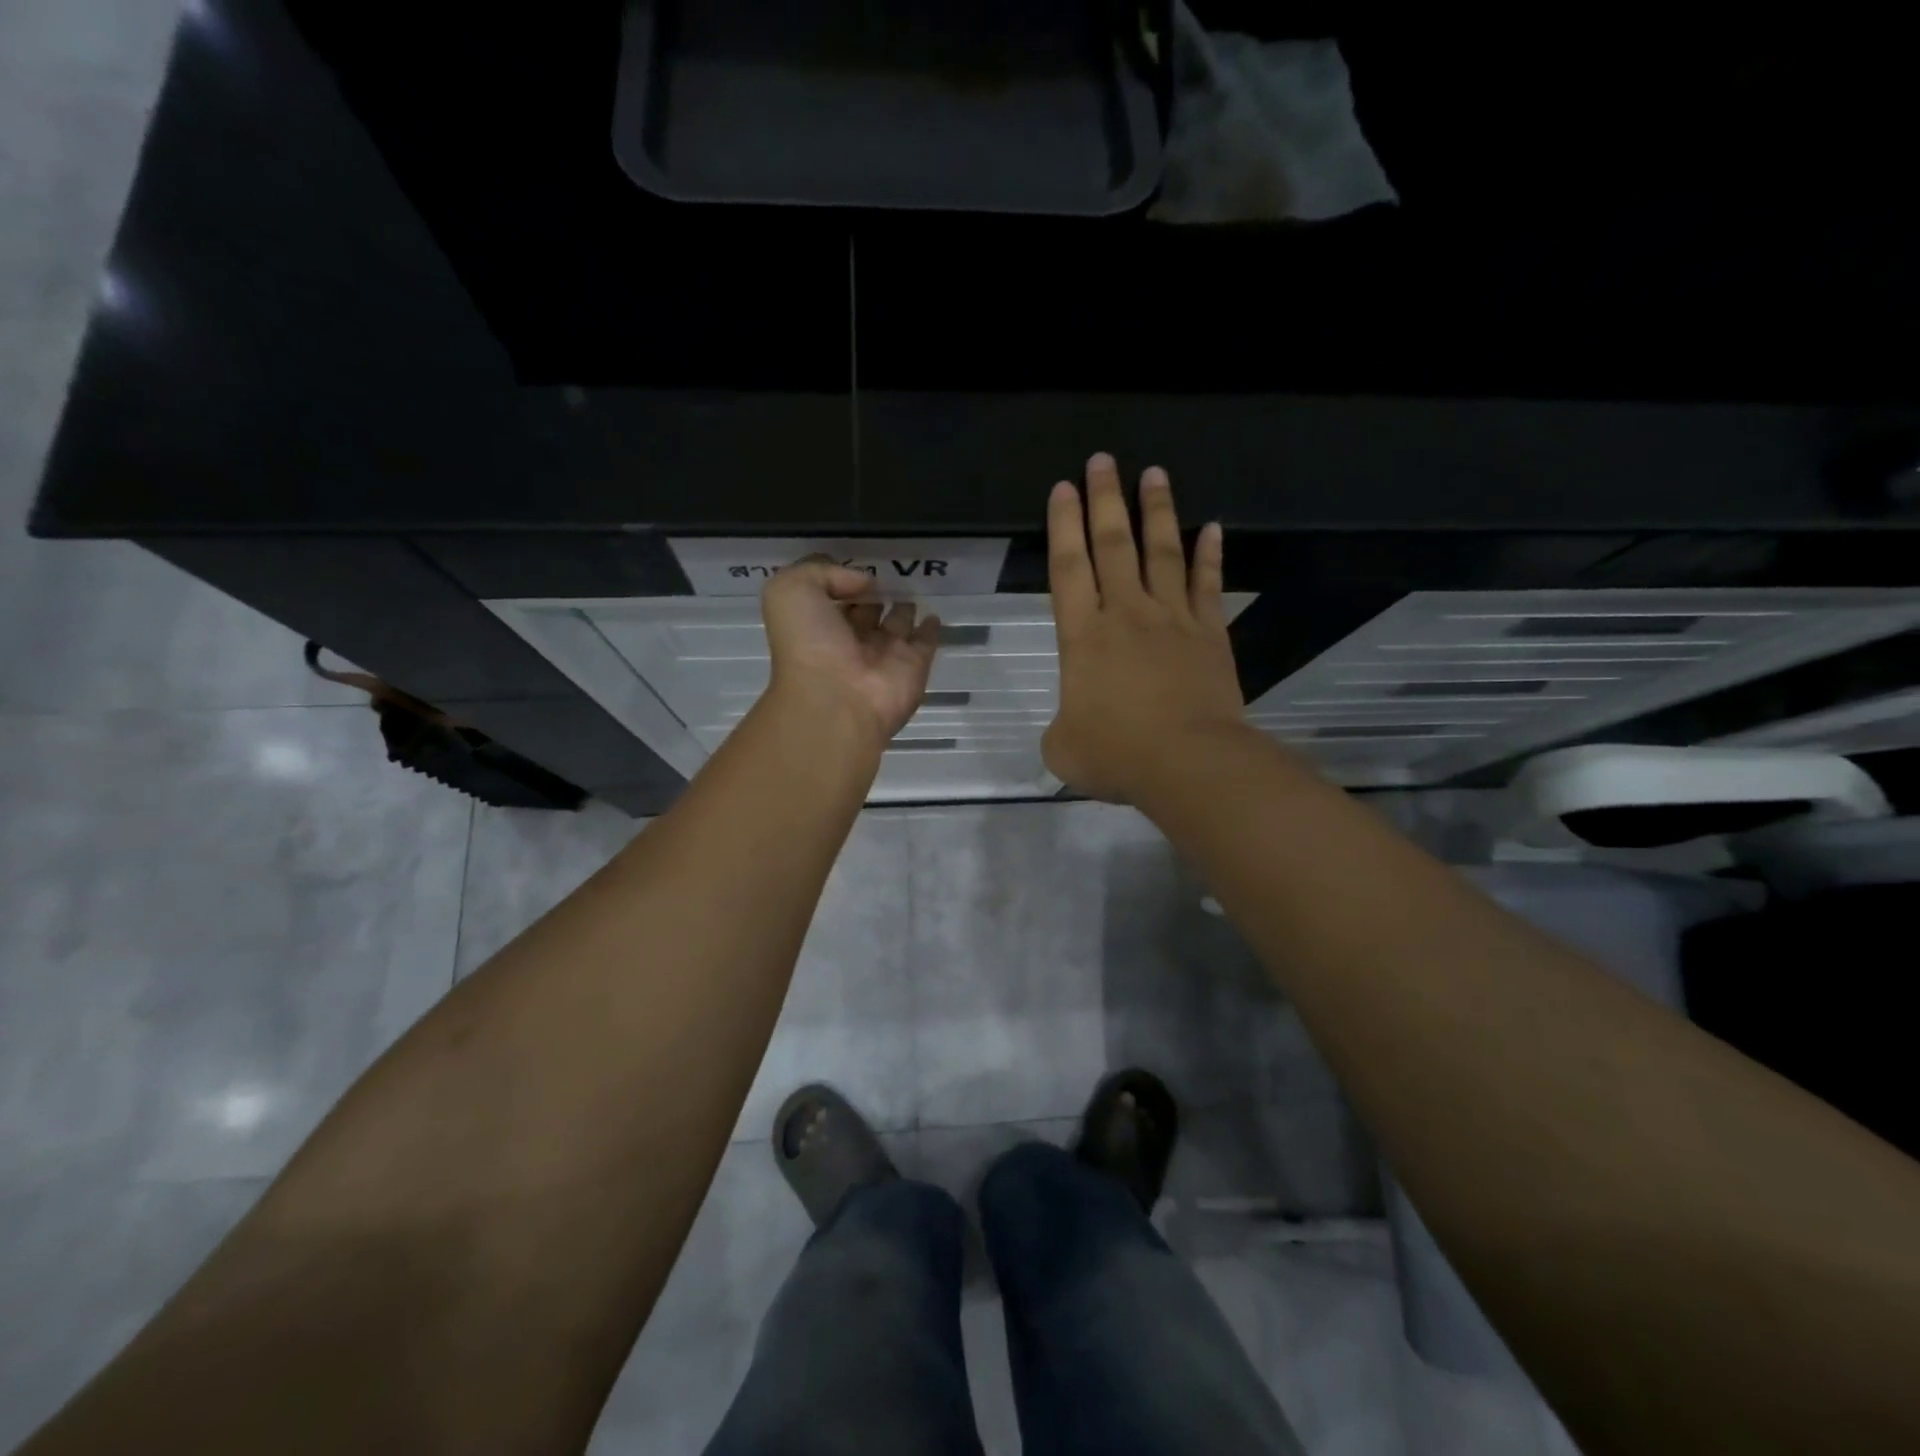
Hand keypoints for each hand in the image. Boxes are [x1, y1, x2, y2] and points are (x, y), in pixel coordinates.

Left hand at [761, 557, 940, 747]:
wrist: (836, 703)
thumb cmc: (808, 645)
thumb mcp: (791, 591)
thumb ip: (822, 572)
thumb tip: (865, 582)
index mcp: (819, 625)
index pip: (834, 597)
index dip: (843, 580)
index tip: (859, 566)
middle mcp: (851, 640)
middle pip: (866, 611)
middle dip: (874, 594)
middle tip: (890, 573)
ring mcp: (884, 655)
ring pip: (896, 625)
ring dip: (903, 608)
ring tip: (913, 587)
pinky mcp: (914, 666)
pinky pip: (925, 642)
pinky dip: (930, 629)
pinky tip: (933, 615)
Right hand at [1043, 453, 1249, 802]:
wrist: (1188, 762)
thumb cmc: (1117, 754)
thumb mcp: (1063, 747)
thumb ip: (1063, 727)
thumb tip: (1073, 726)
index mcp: (1083, 637)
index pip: (1068, 568)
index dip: (1063, 525)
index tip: (1063, 487)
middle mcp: (1126, 614)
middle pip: (1113, 545)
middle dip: (1105, 500)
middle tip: (1102, 460)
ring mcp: (1173, 620)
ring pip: (1162, 553)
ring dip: (1157, 511)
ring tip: (1154, 473)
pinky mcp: (1210, 635)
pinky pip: (1209, 585)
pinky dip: (1211, 555)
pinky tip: (1213, 528)